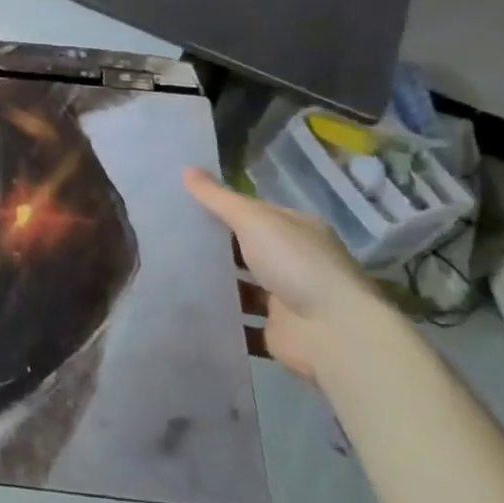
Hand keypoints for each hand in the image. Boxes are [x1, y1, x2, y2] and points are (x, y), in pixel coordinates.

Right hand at [183, 166, 380, 385]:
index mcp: (298, 230)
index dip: (222, 208)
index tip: (183, 204)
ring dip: (215, 282)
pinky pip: (242, 321)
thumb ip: (218, 198)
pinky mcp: (277, 331)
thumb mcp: (253, 220)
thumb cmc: (296, 264)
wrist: (334, 334)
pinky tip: (188, 307)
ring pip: (243, 286)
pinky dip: (220, 317)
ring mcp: (288, 299)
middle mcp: (295, 261)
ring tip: (169, 270)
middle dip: (214, 245)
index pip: (255, 213)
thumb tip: (187, 168)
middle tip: (169, 236)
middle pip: (247, 249)